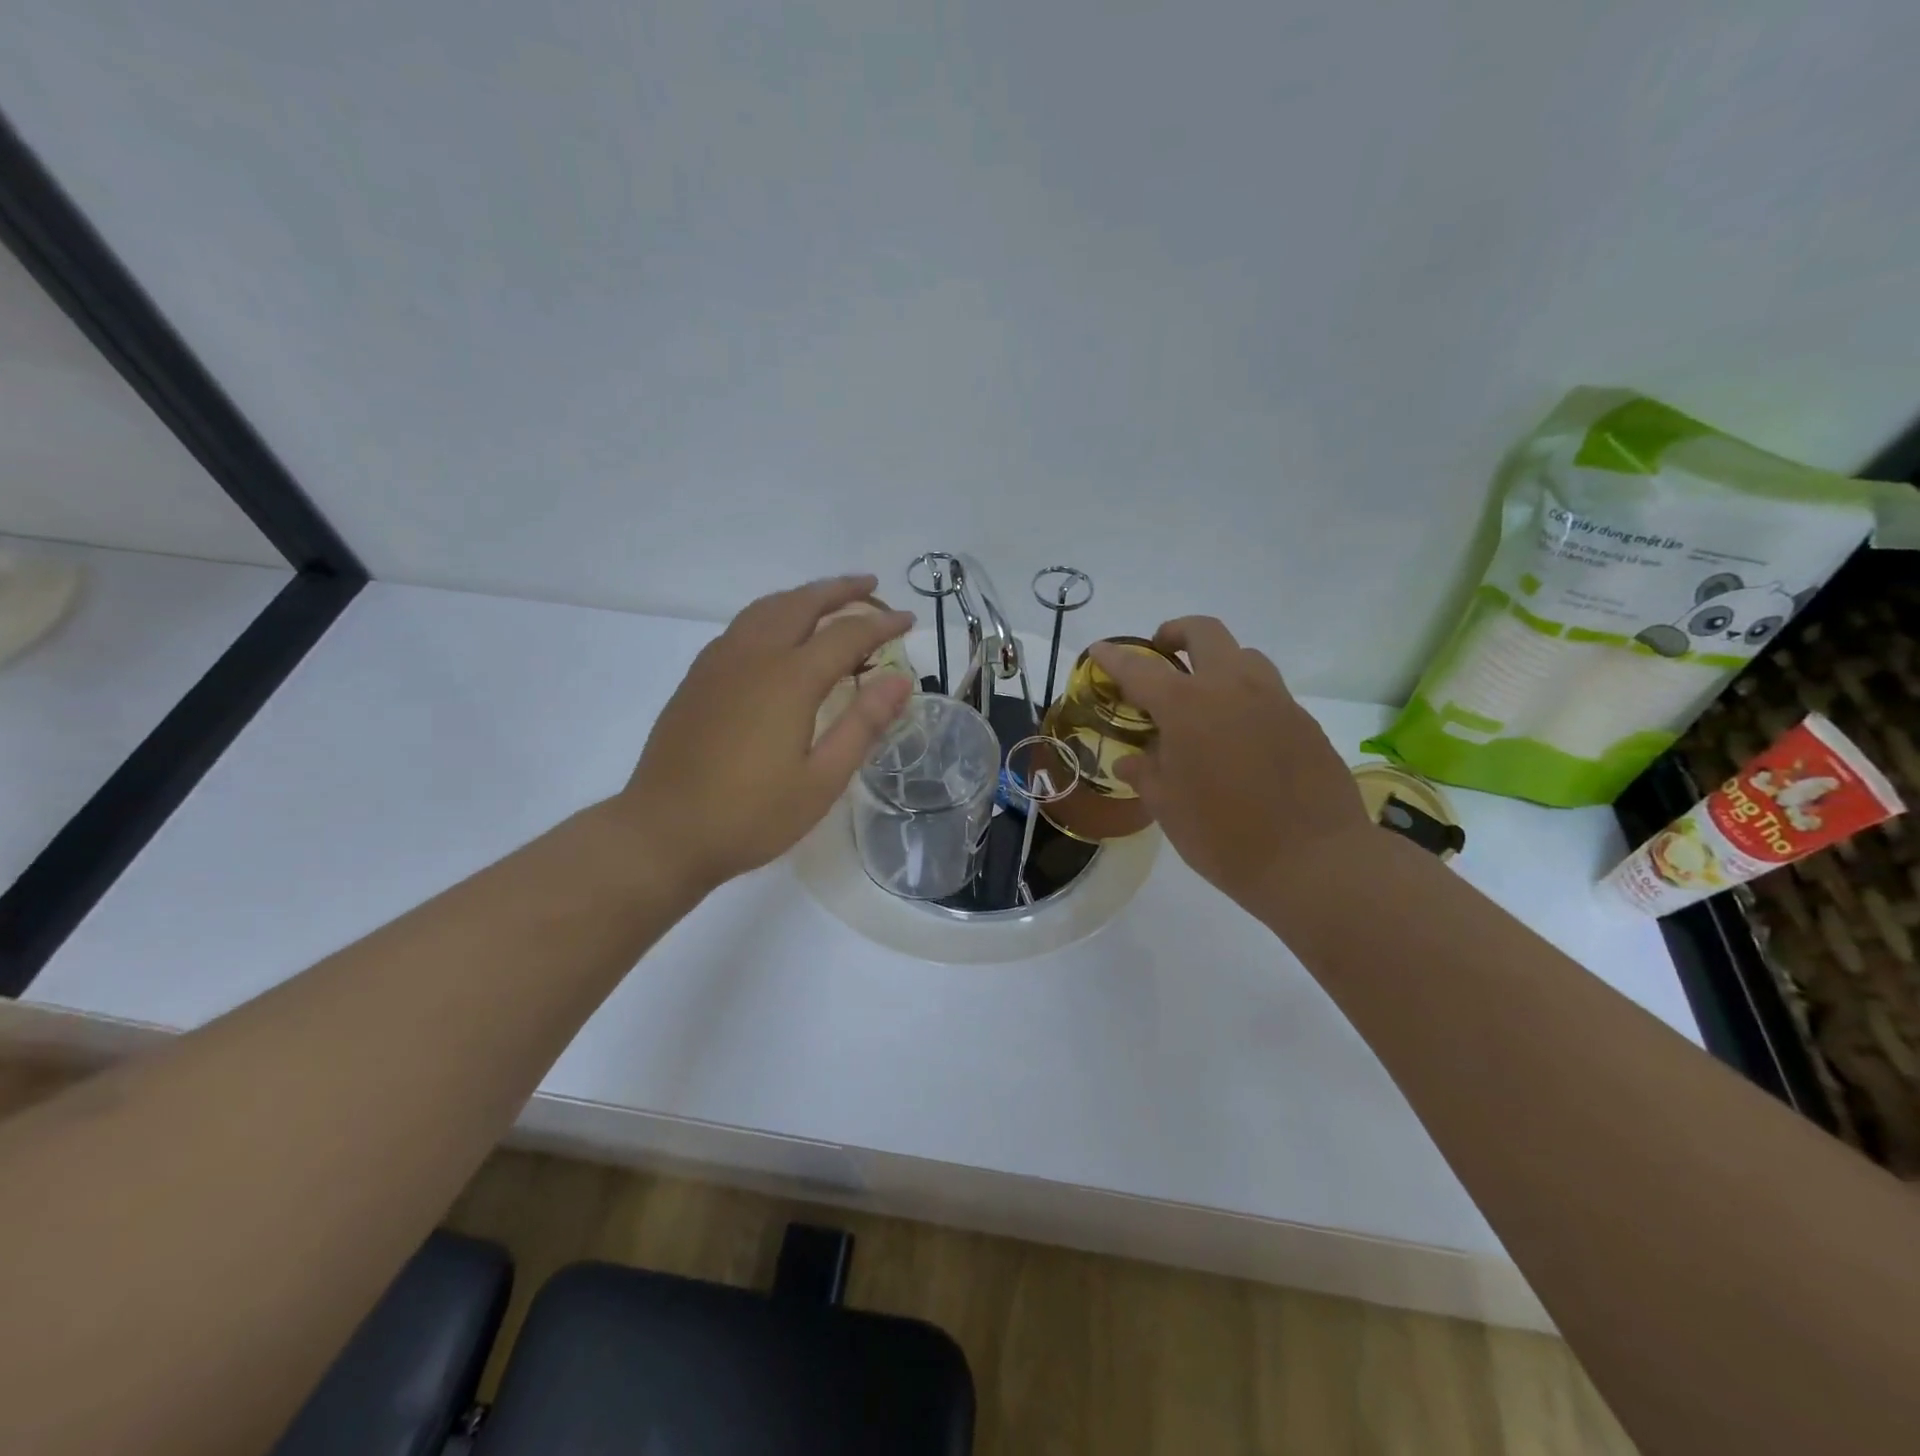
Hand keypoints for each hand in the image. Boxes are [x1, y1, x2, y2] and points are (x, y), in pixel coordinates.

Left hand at [617, 575, 914, 896]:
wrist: (663, 833)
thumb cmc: (751, 815)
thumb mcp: (821, 779)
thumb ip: (862, 724)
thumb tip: (900, 679)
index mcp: (789, 679)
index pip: (846, 634)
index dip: (881, 624)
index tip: (909, 621)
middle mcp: (753, 656)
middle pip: (802, 603)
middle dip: (840, 590)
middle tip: (872, 587)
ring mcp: (718, 663)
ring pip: (766, 608)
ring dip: (803, 596)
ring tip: (830, 600)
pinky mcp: (697, 678)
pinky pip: (742, 625)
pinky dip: (773, 613)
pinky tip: (779, 634)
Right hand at [1089, 618, 1372, 912]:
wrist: (1313, 861)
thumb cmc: (1224, 836)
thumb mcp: (1168, 808)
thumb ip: (1146, 774)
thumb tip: (1132, 762)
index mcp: (1187, 705)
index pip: (1140, 668)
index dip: (1114, 657)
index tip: (1099, 650)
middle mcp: (1232, 687)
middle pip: (1203, 632)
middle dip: (1176, 633)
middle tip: (1161, 653)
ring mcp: (1275, 700)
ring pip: (1244, 655)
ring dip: (1217, 662)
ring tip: (1204, 697)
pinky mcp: (1304, 721)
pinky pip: (1269, 691)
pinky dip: (1245, 697)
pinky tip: (1240, 736)